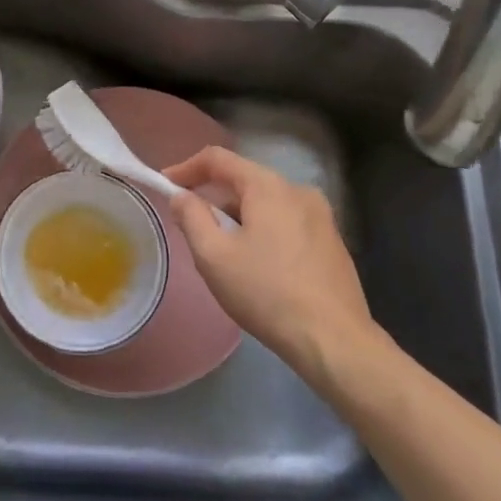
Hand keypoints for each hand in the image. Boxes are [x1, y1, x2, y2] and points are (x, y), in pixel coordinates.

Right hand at [165, 146, 389, 386]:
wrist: (335, 342)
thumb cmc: (267, 294)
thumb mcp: (214, 257)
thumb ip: (192, 218)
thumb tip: (181, 196)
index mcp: (268, 186)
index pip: (218, 159)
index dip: (186, 168)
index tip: (165, 185)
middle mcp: (298, 190)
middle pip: (244, 181)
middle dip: (214, 199)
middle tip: (194, 229)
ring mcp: (321, 216)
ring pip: (266, 204)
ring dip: (240, 218)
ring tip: (226, 256)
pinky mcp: (333, 241)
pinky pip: (287, 223)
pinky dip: (265, 232)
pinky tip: (261, 269)